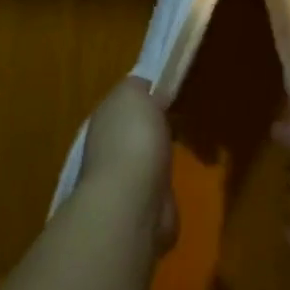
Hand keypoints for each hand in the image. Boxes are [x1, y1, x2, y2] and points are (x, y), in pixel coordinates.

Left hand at [80, 77, 179, 253]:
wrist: (133, 200)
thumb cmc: (133, 139)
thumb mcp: (133, 94)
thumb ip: (138, 87)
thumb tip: (146, 90)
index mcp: (105, 116)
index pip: (125, 100)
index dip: (146, 94)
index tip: (170, 91)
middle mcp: (109, 145)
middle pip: (135, 128)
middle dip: (153, 124)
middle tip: (181, 117)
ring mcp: (125, 177)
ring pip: (146, 155)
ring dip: (160, 152)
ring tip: (185, 145)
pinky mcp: (144, 203)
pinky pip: (157, 181)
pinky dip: (166, 179)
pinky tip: (179, 174)